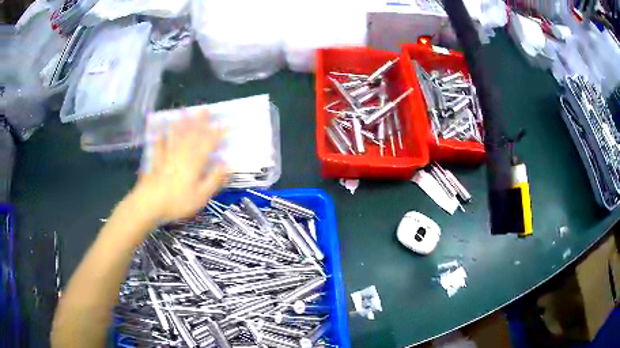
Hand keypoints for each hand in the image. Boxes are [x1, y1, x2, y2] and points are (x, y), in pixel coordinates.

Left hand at [130, 109, 227, 224]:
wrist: (149, 204)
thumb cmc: (177, 202)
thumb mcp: (201, 196)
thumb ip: (214, 179)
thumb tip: (228, 164)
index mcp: (194, 162)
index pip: (207, 143)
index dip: (216, 134)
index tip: (223, 123)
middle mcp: (181, 154)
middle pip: (192, 134)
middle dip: (200, 121)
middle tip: (205, 109)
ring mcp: (167, 155)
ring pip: (176, 135)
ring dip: (182, 123)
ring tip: (185, 111)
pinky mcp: (156, 160)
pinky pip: (159, 144)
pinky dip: (160, 134)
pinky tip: (158, 127)